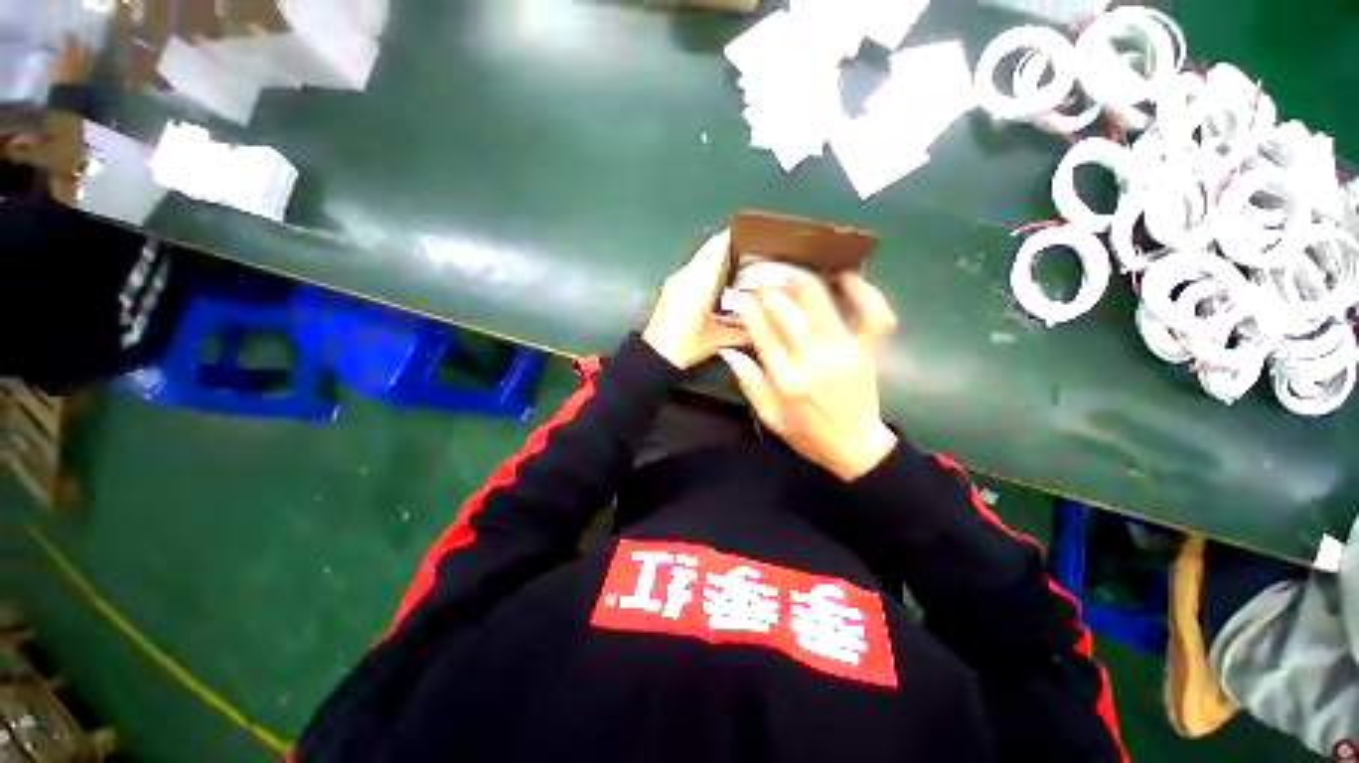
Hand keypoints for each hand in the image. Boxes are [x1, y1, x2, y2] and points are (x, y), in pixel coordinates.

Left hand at [643, 229, 745, 368]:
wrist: (655, 356)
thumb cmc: (685, 346)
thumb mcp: (718, 339)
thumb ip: (741, 329)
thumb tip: (762, 322)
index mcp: (698, 281)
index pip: (719, 245)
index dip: (739, 236)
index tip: (758, 235)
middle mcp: (686, 275)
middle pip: (712, 250)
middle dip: (734, 249)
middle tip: (757, 254)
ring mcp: (677, 280)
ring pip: (703, 260)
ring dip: (722, 260)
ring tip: (745, 267)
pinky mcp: (672, 289)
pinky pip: (695, 271)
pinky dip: (710, 272)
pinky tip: (723, 285)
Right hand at [720, 271, 898, 480]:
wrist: (857, 448)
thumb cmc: (808, 435)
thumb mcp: (770, 417)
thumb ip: (749, 383)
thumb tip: (729, 351)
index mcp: (787, 378)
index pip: (762, 332)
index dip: (748, 308)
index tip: (739, 293)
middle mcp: (814, 359)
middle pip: (788, 311)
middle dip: (769, 287)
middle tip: (758, 274)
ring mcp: (845, 351)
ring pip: (822, 303)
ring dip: (802, 280)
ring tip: (788, 267)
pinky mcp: (868, 350)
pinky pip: (873, 314)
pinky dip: (864, 292)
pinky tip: (847, 276)